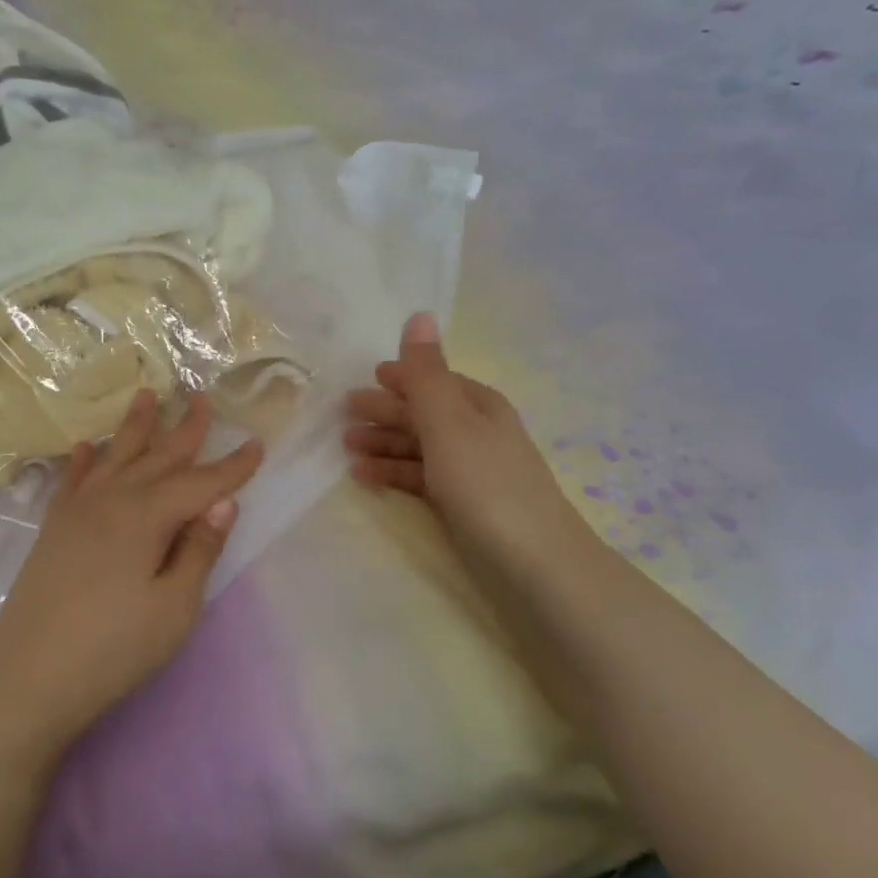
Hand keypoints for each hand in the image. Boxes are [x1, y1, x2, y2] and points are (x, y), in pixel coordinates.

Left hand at [0, 390, 262, 762]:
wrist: (28, 680)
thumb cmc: (113, 649)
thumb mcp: (174, 608)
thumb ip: (199, 551)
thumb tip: (223, 504)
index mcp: (145, 517)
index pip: (199, 483)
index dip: (232, 466)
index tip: (257, 443)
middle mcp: (110, 501)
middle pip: (156, 457)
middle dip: (184, 429)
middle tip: (201, 397)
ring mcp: (76, 513)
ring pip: (112, 457)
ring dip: (134, 427)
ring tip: (147, 395)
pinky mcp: (52, 530)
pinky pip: (71, 481)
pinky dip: (81, 461)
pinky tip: (83, 447)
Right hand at [345, 313, 579, 572]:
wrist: (534, 562)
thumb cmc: (485, 484)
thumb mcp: (450, 423)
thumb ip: (426, 375)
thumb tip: (419, 314)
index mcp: (478, 405)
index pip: (434, 380)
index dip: (403, 376)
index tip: (368, 377)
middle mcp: (476, 431)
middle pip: (423, 412)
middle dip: (386, 411)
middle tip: (344, 414)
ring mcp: (470, 469)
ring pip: (419, 446)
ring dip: (384, 443)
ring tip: (347, 447)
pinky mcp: (462, 503)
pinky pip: (420, 477)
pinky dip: (393, 473)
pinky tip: (365, 478)